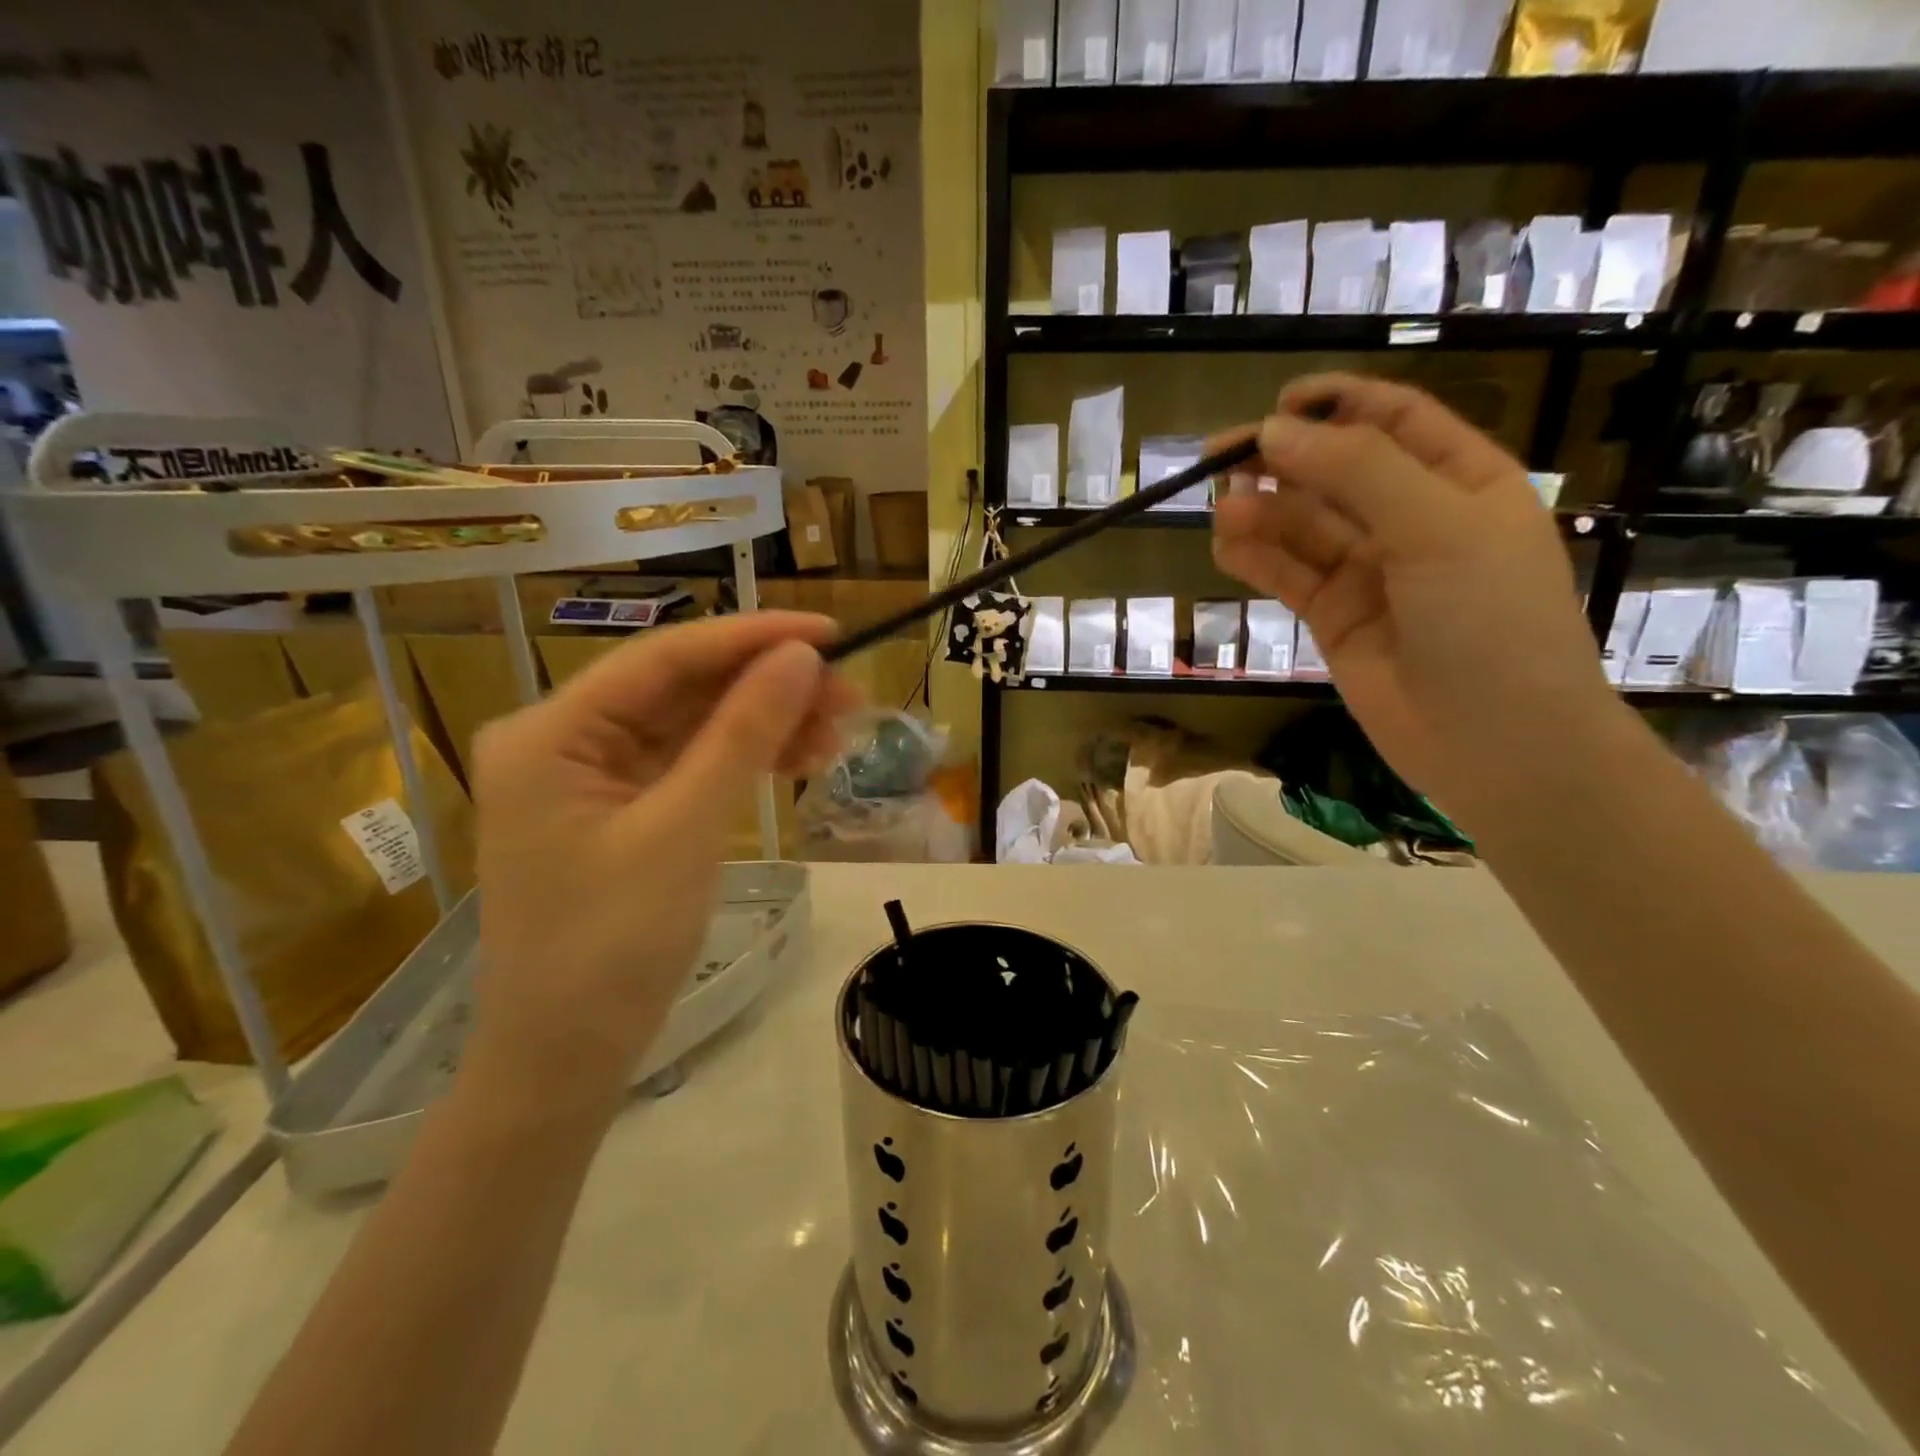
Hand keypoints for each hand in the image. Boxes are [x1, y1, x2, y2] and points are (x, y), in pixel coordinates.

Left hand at [466, 614, 858, 1105]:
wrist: (567, 1060)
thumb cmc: (610, 948)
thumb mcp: (684, 831)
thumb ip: (742, 735)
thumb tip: (801, 658)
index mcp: (552, 733)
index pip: (664, 658)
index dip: (752, 638)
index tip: (830, 633)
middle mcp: (566, 740)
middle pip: (683, 689)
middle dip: (768, 688)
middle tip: (850, 695)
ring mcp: (595, 777)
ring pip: (696, 725)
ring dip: (766, 724)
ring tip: (839, 733)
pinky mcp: (624, 809)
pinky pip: (693, 765)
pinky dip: (747, 760)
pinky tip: (802, 759)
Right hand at [1211, 373, 1623, 821]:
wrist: (1495, 741)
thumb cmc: (1490, 621)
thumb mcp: (1437, 527)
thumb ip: (1358, 471)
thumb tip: (1273, 432)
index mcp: (1461, 482)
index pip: (1393, 421)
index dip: (1336, 404)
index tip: (1277, 404)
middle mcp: (1412, 520)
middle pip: (1335, 472)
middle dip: (1282, 461)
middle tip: (1218, 459)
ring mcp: (1370, 573)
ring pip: (1304, 527)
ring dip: (1262, 513)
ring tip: (1221, 510)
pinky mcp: (1334, 618)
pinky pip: (1289, 576)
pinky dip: (1256, 559)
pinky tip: (1226, 547)